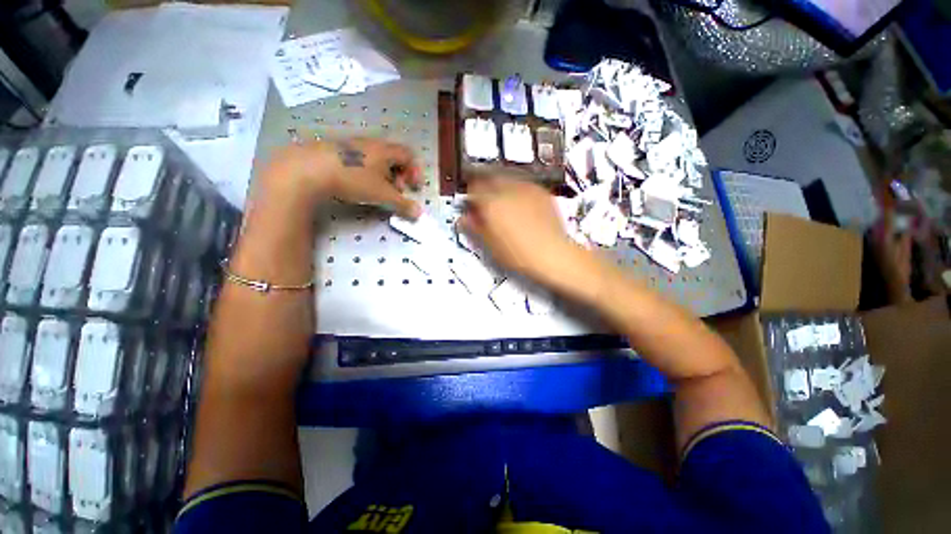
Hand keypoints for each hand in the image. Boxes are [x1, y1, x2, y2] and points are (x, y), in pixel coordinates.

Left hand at [258, 137, 422, 218]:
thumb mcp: (382, 195)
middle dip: (399, 175)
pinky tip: (357, 185)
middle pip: (393, 156)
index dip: (415, 171)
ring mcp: (351, 146)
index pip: (408, 155)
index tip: (413, 188)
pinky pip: (359, 160)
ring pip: (375, 158)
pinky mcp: (335, 151)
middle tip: (396, 191)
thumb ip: (403, 204)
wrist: (308, 169)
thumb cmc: (353, 179)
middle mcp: (370, 144)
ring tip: (377, 190)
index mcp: (384, 150)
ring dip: (383, 175)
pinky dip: (366, 172)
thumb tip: (419, 213)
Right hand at [459, 175, 578, 283]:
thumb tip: (463, 218)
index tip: (472, 205)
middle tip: (487, 201)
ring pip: (507, 178)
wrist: (552, 254)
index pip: (473, 189)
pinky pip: (523, 184)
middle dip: (485, 187)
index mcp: (491, 203)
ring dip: (501, 186)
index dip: (470, 196)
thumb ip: (475, 227)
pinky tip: (521, 204)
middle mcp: (507, 190)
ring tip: (504, 202)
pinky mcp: (541, 191)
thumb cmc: (517, 254)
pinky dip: (517, 190)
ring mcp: (526, 188)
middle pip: (489, 178)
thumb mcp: (490, 245)